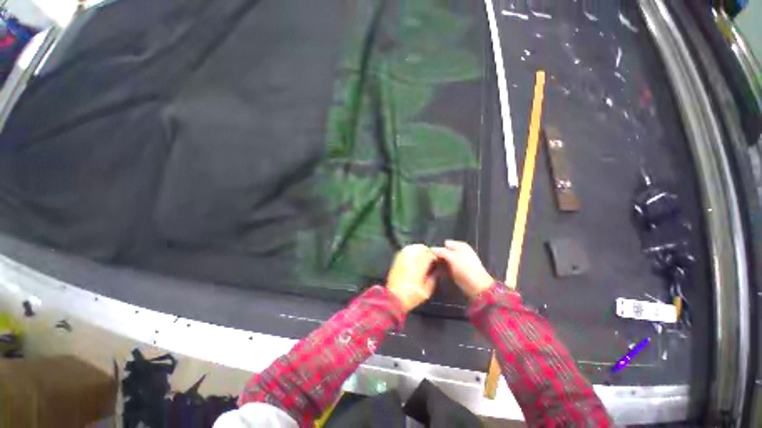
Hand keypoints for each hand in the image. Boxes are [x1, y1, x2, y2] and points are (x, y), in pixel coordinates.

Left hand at [387, 244, 437, 312]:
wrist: (394, 297)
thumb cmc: (412, 295)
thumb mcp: (427, 290)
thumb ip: (433, 277)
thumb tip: (436, 270)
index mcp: (420, 266)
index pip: (430, 254)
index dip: (435, 257)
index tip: (437, 261)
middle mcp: (411, 259)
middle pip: (422, 247)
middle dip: (428, 252)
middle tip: (431, 258)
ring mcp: (403, 257)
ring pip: (414, 246)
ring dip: (420, 250)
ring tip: (423, 256)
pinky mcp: (397, 258)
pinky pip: (406, 249)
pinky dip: (412, 250)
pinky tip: (414, 256)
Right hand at [431, 240, 495, 299]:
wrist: (478, 288)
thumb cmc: (466, 269)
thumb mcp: (452, 258)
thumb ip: (441, 252)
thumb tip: (431, 248)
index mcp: (460, 246)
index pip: (445, 244)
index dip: (438, 248)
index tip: (430, 255)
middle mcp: (460, 252)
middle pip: (445, 252)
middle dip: (437, 256)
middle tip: (429, 262)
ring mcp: (459, 262)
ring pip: (445, 260)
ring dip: (438, 264)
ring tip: (430, 268)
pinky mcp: (457, 271)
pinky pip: (446, 268)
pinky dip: (441, 269)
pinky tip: (436, 273)